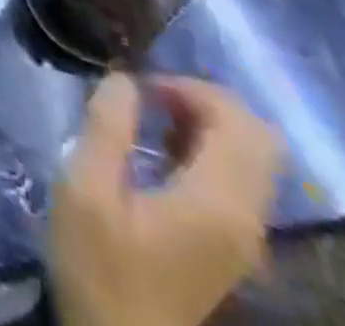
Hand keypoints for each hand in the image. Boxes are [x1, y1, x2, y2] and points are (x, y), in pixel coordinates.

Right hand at [48, 75, 281, 325]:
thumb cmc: (101, 264)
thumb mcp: (86, 187)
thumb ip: (107, 127)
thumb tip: (123, 79)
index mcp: (217, 201)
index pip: (239, 122)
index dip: (191, 87)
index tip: (139, 87)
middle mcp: (246, 216)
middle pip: (259, 138)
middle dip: (205, 101)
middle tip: (149, 96)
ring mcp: (244, 235)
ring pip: (252, 158)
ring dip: (206, 124)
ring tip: (149, 118)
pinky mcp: (231, 244)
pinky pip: (239, 179)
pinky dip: (206, 150)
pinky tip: (160, 153)